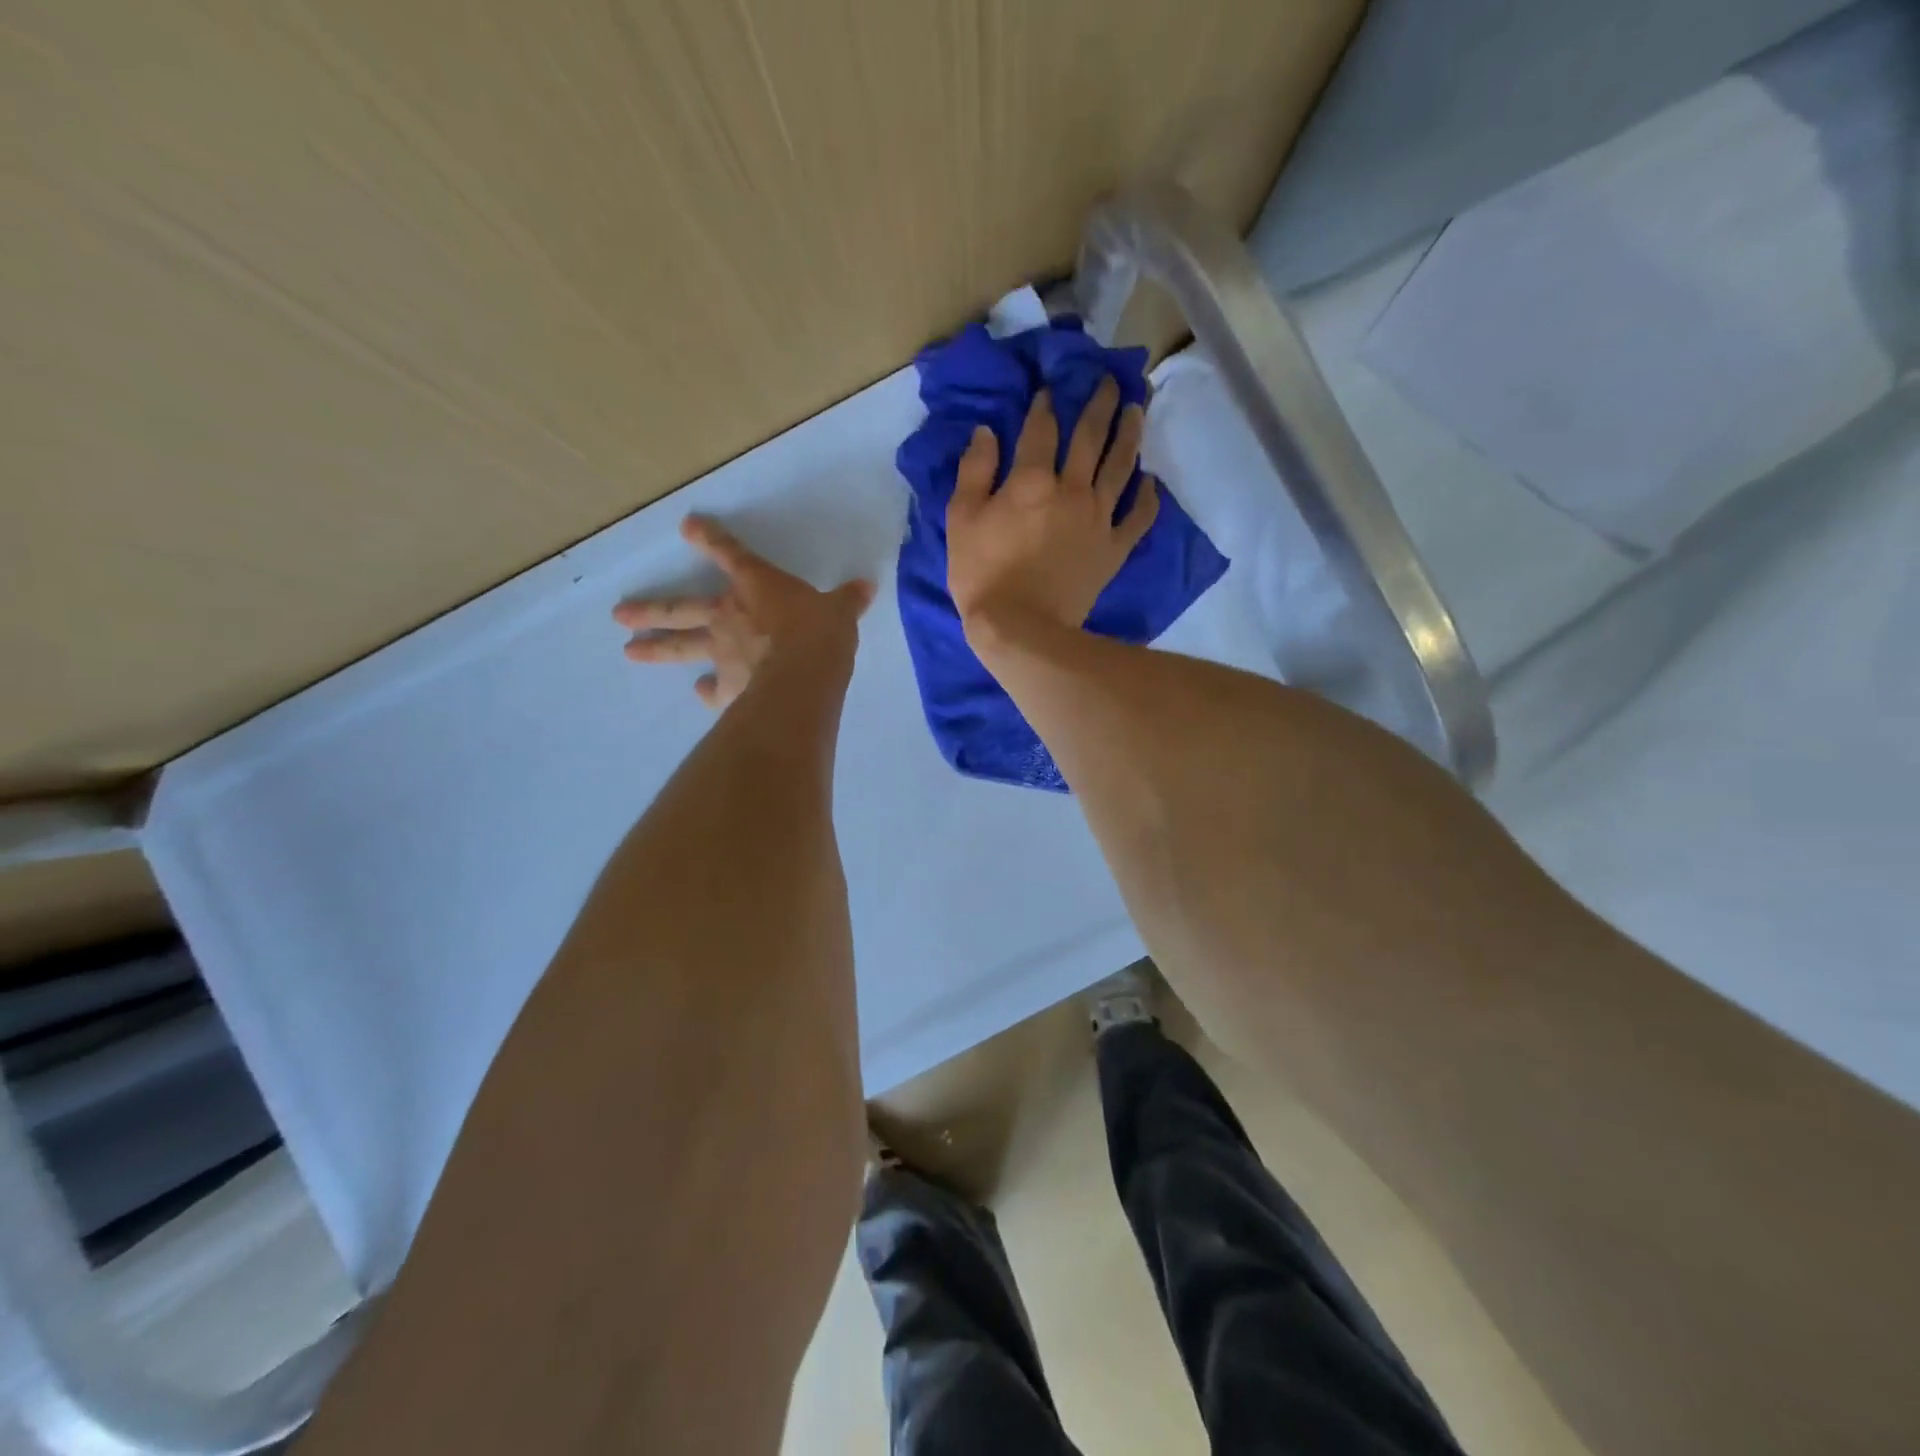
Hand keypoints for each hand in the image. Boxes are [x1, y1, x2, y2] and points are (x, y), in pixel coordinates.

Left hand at [613, 516, 873, 709]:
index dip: (710, 538)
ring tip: (629, 651)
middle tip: (618, 616)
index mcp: (756, 586)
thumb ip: (847, 600)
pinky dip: (708, 693)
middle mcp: (729, 616)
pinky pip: (714, 689)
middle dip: (650, 610)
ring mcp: (723, 653)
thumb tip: (866, 587)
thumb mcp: (840, 611)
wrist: (804, 676)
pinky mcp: (729, 687)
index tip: (687, 526)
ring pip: (681, 648)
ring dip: (655, 649)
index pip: (730, 553)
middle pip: (680, 609)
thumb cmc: (819, 633)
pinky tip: (702, 695)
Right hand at [946, 375, 1158, 643]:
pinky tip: (1150, 482)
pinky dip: (1146, 498)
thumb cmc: (983, 574)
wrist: (1021, 627)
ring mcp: (1098, 519)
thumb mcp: (962, 520)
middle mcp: (1072, 490)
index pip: (1042, 429)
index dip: (1045, 405)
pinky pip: (1137, 518)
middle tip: (1112, 381)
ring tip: (1137, 410)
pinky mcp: (1113, 549)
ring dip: (1129, 435)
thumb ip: (974, 471)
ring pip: (1120, 467)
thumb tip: (986, 432)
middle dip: (1101, 404)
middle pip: (1091, 437)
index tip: (1049, 388)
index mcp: (1032, 480)